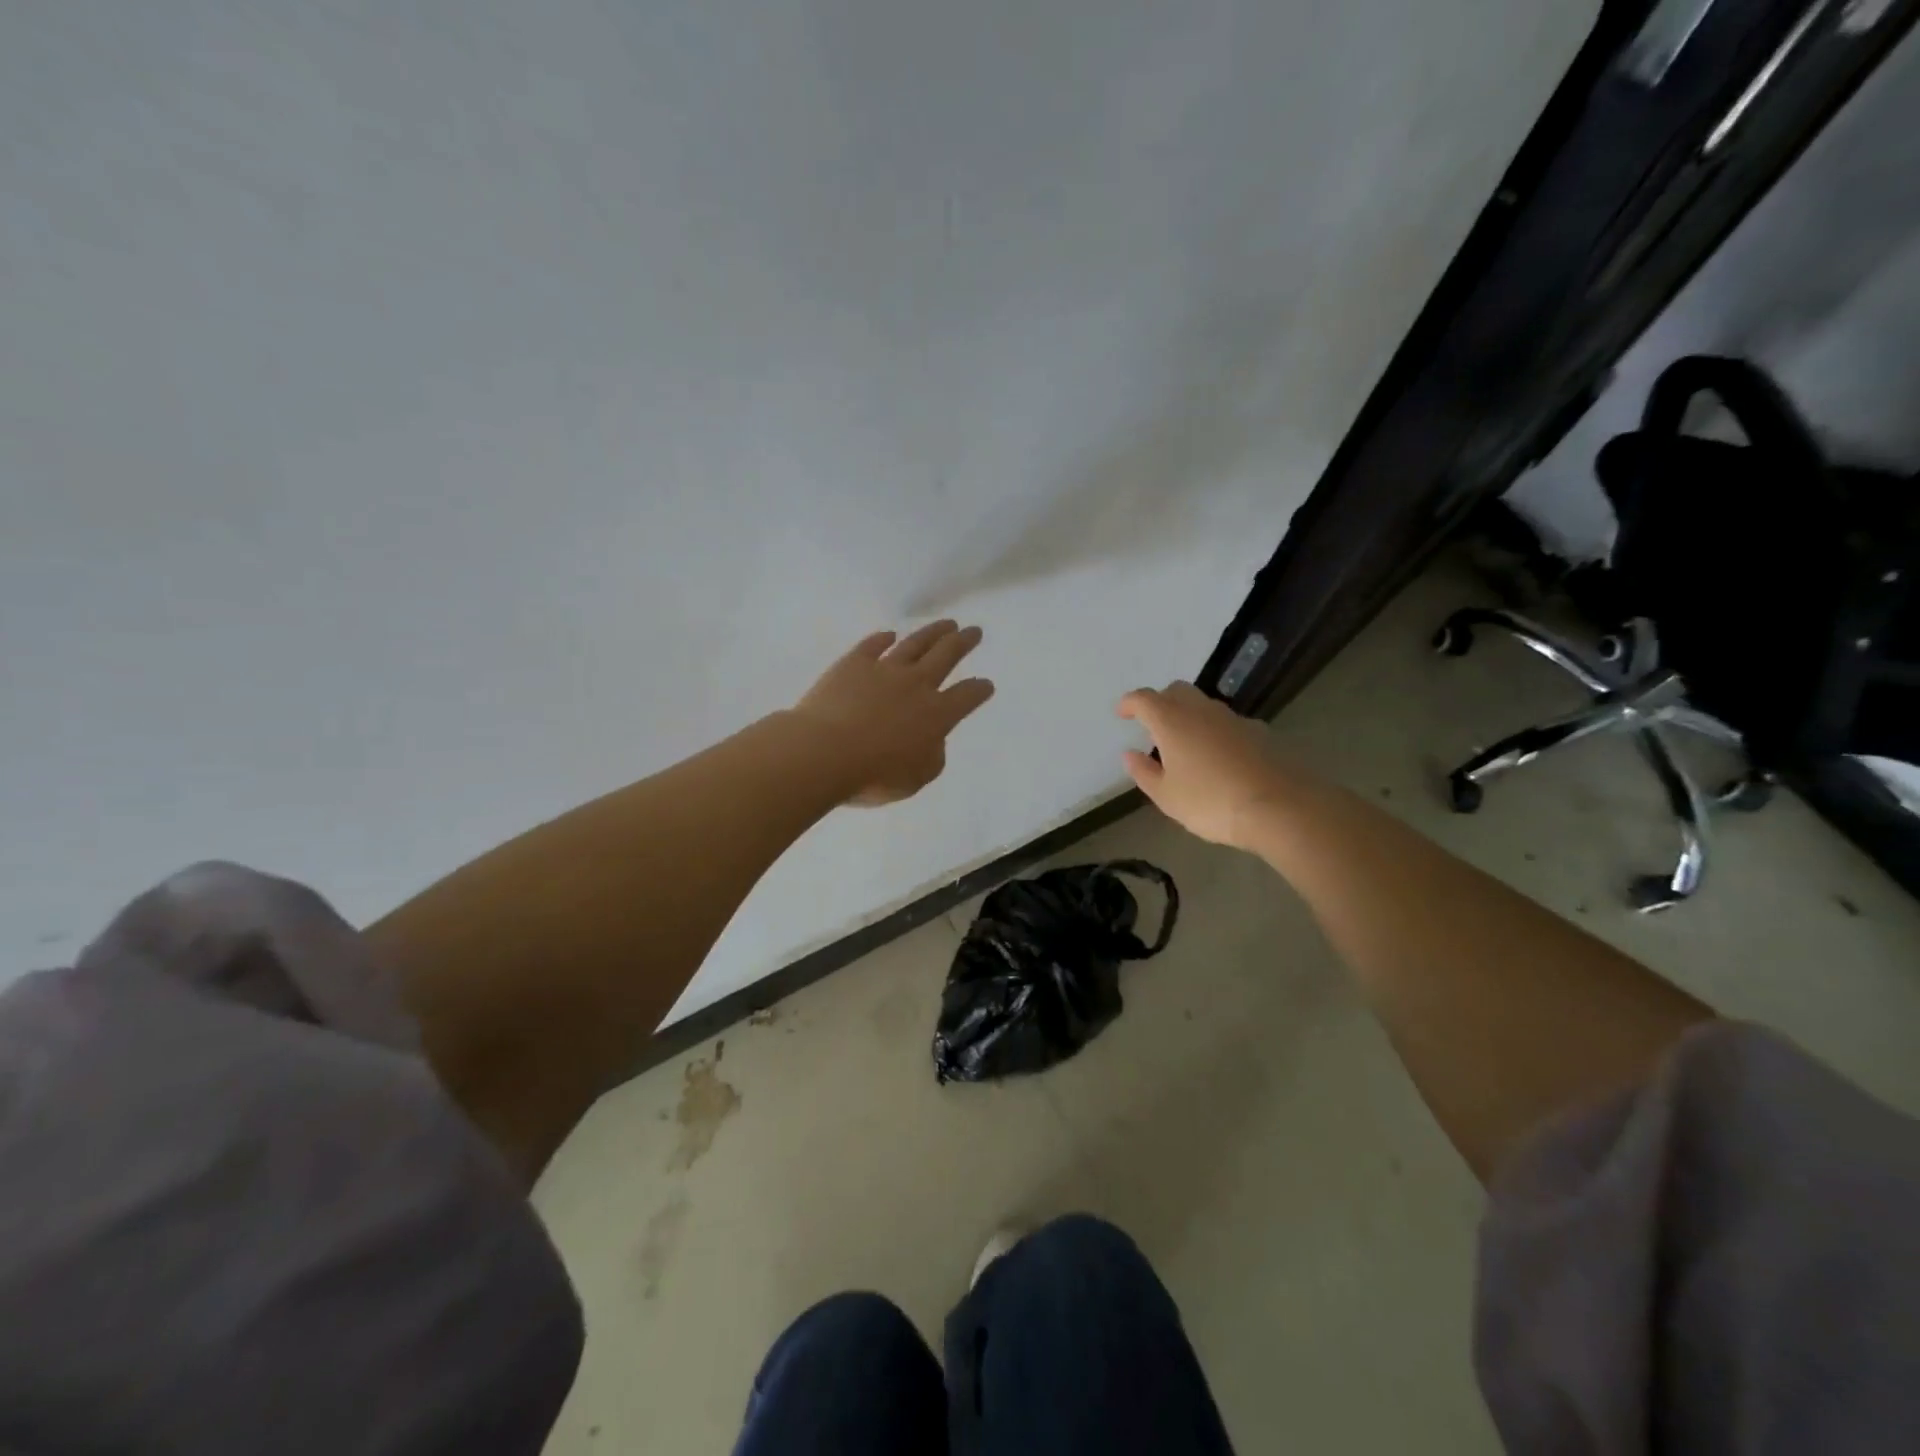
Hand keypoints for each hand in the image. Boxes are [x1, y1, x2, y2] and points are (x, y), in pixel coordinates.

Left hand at [793, 621, 995, 806]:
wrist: (824, 752)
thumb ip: (931, 758)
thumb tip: (932, 741)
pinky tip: (889, 635)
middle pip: (946, 656)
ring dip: (933, 632)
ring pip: (915, 644)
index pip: (967, 696)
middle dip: (963, 643)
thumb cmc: (873, 775)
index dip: (979, 690)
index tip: (986, 684)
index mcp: (937, 715)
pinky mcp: (852, 664)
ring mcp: (884, 670)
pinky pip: (872, 646)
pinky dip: (882, 639)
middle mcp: (916, 685)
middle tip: (974, 631)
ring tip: (947, 623)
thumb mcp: (915, 779)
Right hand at [1116, 682, 1290, 847]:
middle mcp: (1202, 711)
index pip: (1144, 699)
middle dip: (1160, 702)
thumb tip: (1129, 754)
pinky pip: (1228, 723)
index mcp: (1172, 721)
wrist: (1279, 807)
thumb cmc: (1211, 802)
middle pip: (1176, 691)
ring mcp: (1234, 719)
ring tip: (1185, 745)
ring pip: (1204, 705)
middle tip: (1153, 726)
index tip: (1122, 713)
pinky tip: (1220, 757)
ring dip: (1189, 716)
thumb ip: (1144, 772)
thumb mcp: (1167, 796)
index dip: (1129, 703)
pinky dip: (1216, 731)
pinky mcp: (1259, 732)